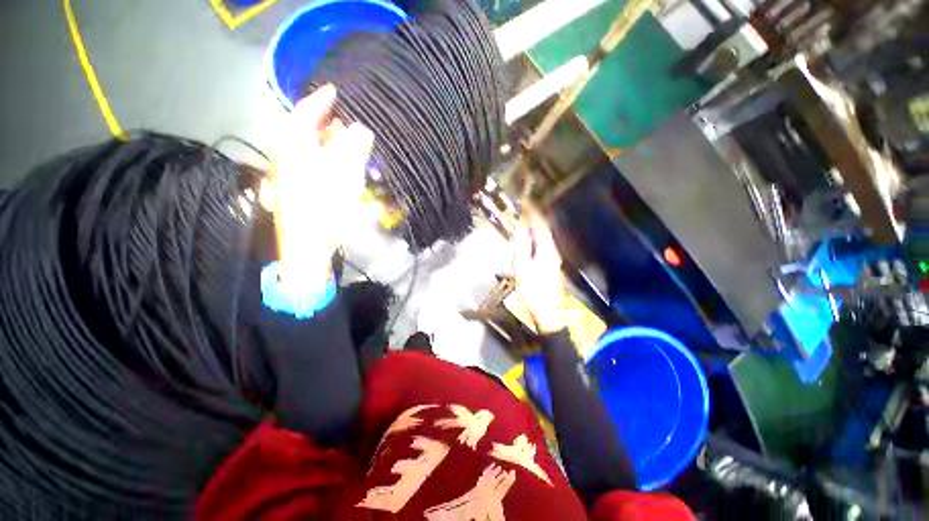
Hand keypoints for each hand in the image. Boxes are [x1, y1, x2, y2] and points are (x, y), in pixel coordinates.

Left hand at [263, 85, 373, 286]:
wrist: (307, 247)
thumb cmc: (326, 208)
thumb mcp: (344, 175)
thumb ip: (353, 147)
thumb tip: (360, 129)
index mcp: (295, 148)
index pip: (304, 113)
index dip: (320, 99)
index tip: (335, 90)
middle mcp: (286, 157)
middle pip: (304, 130)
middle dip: (326, 122)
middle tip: (346, 120)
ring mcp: (288, 175)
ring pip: (307, 149)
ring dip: (326, 142)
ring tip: (345, 142)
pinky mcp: (293, 190)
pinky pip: (309, 165)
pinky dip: (323, 159)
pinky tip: (337, 166)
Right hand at [513, 206, 565, 333]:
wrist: (548, 312)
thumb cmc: (532, 291)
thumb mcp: (522, 268)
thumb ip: (522, 246)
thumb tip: (522, 228)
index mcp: (546, 250)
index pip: (540, 225)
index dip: (533, 212)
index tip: (526, 199)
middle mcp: (553, 251)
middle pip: (544, 229)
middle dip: (535, 216)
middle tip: (525, 206)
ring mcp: (554, 258)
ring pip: (545, 236)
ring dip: (536, 226)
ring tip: (526, 218)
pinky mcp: (552, 264)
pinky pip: (544, 244)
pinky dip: (537, 236)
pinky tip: (531, 237)